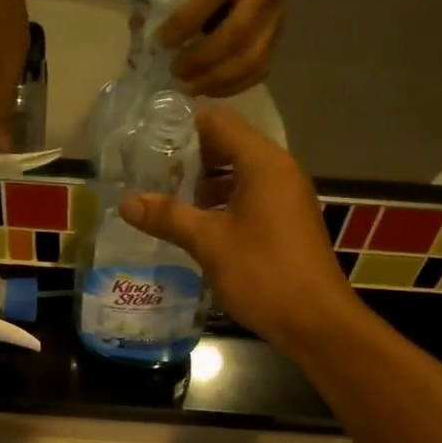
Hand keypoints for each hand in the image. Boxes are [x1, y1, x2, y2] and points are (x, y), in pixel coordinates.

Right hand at [119, 107, 358, 354]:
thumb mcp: (209, 243)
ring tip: (170, 203)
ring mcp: (286, 196)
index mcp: (263, 163)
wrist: (315, 321)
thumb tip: (126, 202)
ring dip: (205, 184)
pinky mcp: (287, 221)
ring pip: (239, 173)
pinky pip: (250, 196)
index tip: (149, 143)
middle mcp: (279, 170)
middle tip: (153, 176)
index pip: (219, 121)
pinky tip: (198, 227)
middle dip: (191, 159)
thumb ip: (168, 217)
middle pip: (229, 145)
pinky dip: (224, 203)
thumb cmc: (262, 273)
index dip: (183, 127)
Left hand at [157, 0, 310, 97]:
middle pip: (233, 37)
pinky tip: (214, 89)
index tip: (161, 42)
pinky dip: (235, 85)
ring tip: (192, 88)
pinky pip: (259, 68)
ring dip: (217, 81)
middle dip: (200, 61)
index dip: (183, 24)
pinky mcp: (279, 36)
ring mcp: (273, 19)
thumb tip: (161, 19)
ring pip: (250, 60)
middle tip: (176, 73)